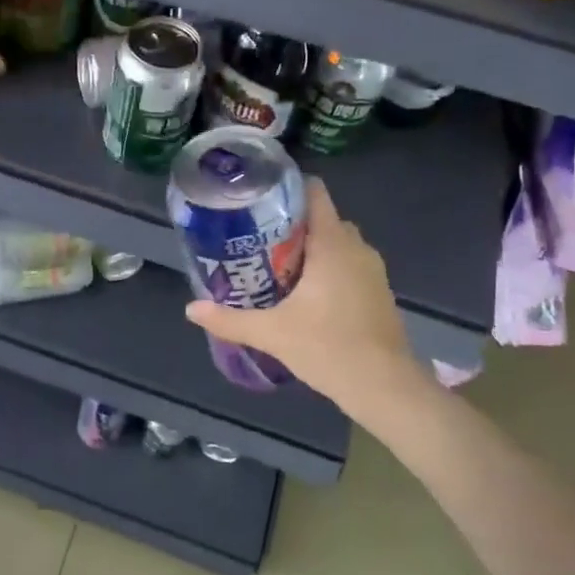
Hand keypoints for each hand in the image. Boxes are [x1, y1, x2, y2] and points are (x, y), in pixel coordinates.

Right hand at [184, 178, 421, 403]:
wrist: (384, 387)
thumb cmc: (328, 348)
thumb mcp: (272, 333)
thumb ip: (230, 319)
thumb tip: (190, 309)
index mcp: (333, 245)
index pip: (316, 194)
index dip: (289, 188)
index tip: (261, 198)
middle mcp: (357, 248)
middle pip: (324, 218)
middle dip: (294, 224)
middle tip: (258, 238)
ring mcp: (373, 270)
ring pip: (339, 243)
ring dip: (313, 248)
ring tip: (276, 264)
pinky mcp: (379, 291)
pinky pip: (350, 264)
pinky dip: (329, 268)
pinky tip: (306, 293)